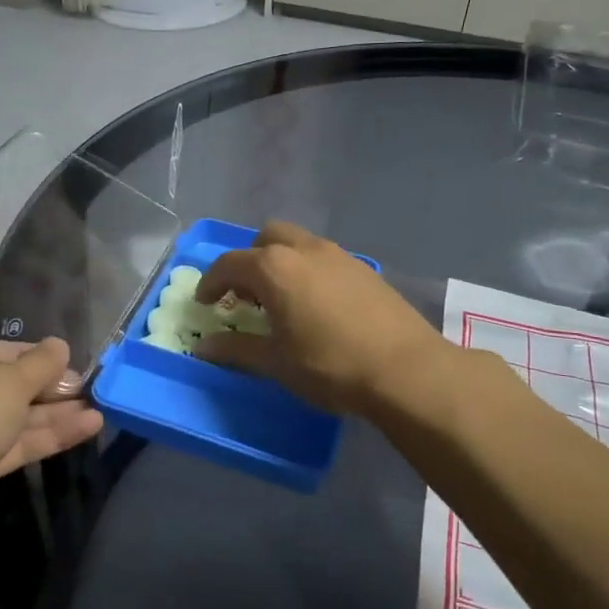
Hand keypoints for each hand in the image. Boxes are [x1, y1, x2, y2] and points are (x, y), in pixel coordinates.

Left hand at [0, 336, 102, 561]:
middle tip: (87, 385)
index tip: (69, 360)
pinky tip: (88, 427)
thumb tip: (60, 345)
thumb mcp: (6, 382)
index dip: (33, 356)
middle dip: (47, 386)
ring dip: (54, 412)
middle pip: (2, 386)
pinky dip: (48, 436)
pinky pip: (14, 447)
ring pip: (11, 418)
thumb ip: (38, 364)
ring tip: (99, 406)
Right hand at [192, 221, 452, 414]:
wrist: (405, 369)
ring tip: (280, 301)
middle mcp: (304, 250)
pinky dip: (308, 271)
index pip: (230, 264)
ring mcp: (339, 255)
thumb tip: (203, 348)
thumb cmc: (329, 365)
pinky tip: (316, 306)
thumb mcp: (275, 363)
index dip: (211, 282)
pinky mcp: (364, 269)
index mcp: (274, 268)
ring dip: (280, 263)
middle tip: (245, 296)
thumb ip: (236, 350)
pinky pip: (324, 258)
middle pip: (266, 239)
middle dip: (249, 261)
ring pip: (298, 244)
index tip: (204, 303)